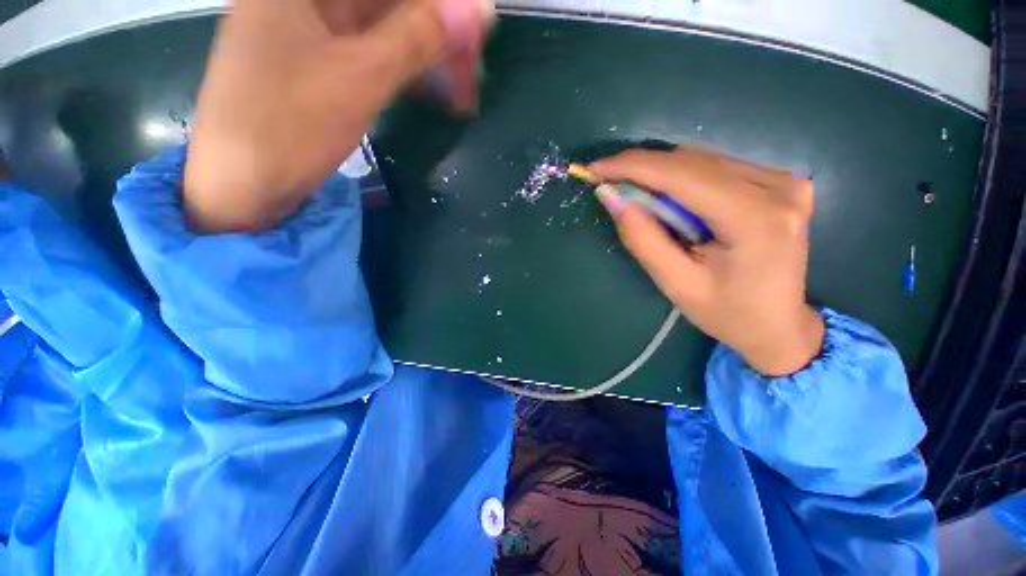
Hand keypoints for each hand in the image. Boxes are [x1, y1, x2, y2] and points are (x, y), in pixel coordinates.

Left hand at [184, 0, 492, 232]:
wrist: (242, 186)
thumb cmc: (289, 126)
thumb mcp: (360, 78)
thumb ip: (418, 38)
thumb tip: (478, 10)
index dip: (437, 6)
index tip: (474, 33)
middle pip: (387, 4)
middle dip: (437, 33)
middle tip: (473, 71)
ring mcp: (311, 32)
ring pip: (384, 30)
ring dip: (426, 57)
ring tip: (462, 92)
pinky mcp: (320, 65)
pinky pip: (372, 55)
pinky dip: (405, 72)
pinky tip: (431, 92)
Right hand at [588, 147, 824, 376]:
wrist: (777, 325)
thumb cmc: (726, 313)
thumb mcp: (675, 283)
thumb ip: (642, 237)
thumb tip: (610, 196)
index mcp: (756, 219)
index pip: (683, 174)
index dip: (633, 167)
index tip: (596, 169)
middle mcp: (778, 188)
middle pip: (693, 162)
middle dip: (644, 172)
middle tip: (611, 188)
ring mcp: (784, 181)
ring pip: (703, 161)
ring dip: (662, 176)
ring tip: (641, 201)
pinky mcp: (780, 182)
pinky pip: (717, 168)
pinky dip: (684, 180)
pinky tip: (674, 203)